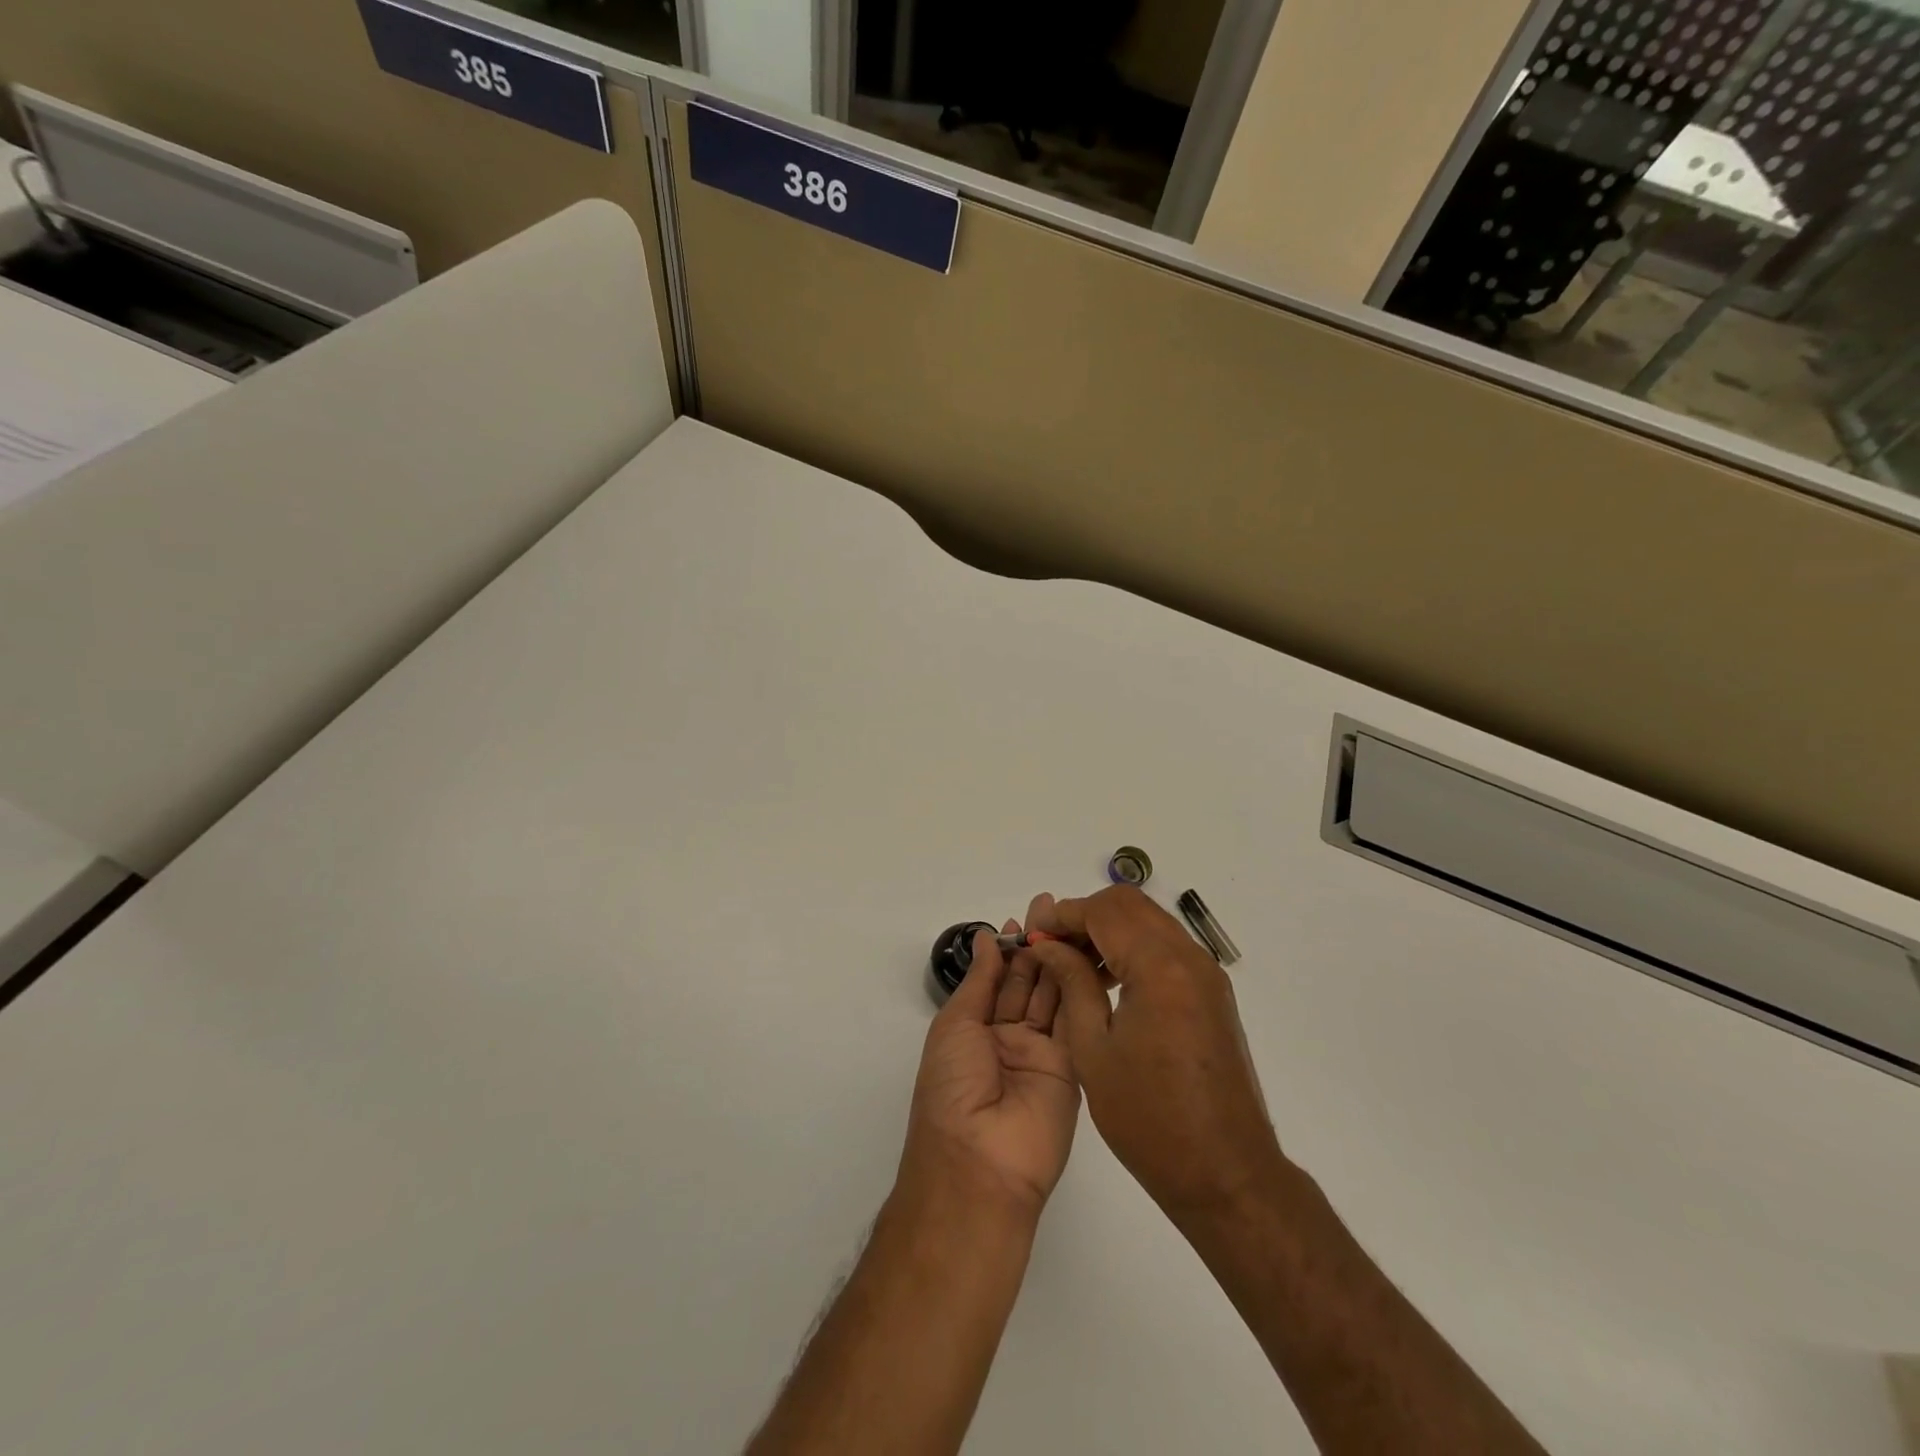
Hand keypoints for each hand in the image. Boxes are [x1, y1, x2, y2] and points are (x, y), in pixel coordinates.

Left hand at [899, 916, 1080, 1217]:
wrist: (980, 1162)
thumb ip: (980, 981)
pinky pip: (1076, 1022)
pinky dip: (1081, 989)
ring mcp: (1044, 1054)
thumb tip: (985, 939)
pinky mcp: (1074, 1068)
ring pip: (1055, 997)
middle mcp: (1010, 1039)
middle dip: (1038, 946)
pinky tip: (1085, 956)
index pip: (998, 980)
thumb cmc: (952, 1088)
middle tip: (1053, 908)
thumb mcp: (956, 1026)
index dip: (1010, 948)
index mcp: (976, 1031)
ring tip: (1071, 921)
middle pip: (1029, 984)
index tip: (1024, 916)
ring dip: (1061, 960)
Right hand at [1025, 887, 1283, 1219]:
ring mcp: (1206, 974)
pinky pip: (1166, 947)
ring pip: (1149, 921)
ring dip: (1110, 930)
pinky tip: (1109, 982)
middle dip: (1086, 915)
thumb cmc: (1149, 1118)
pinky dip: (1133, 948)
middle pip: (1130, 905)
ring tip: (1074, 964)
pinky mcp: (1212, 992)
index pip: (1104, 911)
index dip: (1063, 915)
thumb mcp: (1093, 1049)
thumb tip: (1048, 945)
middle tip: (1053, 946)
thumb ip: (1071, 983)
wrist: (1226, 1173)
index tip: (1034, 936)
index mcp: (1159, 968)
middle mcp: (1189, 958)